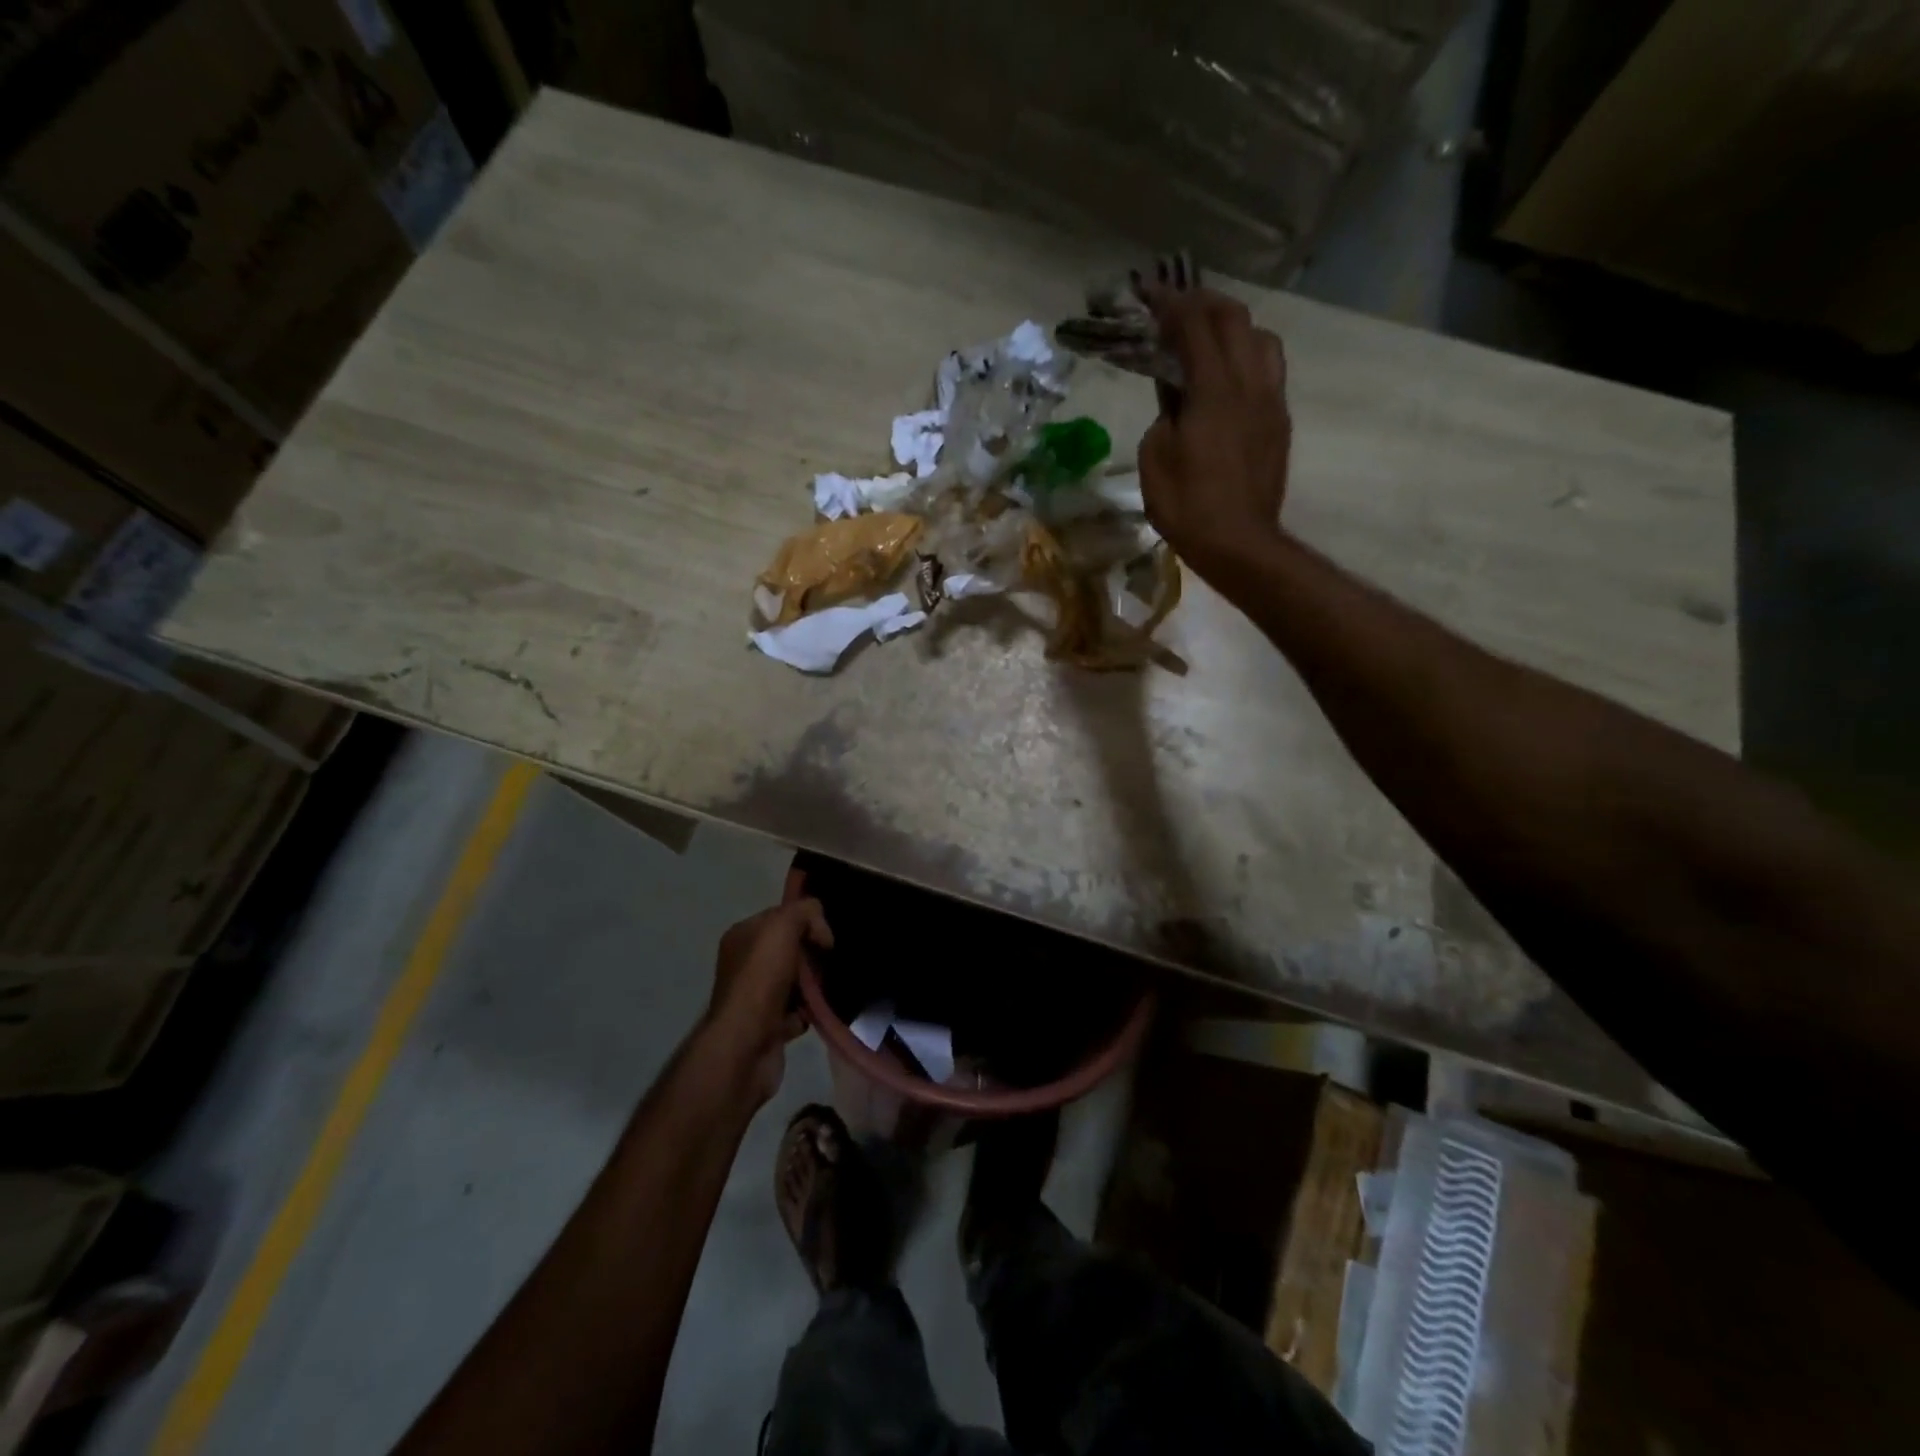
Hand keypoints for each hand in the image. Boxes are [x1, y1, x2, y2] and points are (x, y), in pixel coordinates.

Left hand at [705, 872, 832, 1105]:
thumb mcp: (783, 926)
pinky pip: (797, 1011)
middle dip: (812, 954)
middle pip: (791, 949)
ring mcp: (755, 996)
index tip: (824, 937)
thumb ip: (804, 912)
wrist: (745, 1045)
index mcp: (743, 935)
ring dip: (813, 984)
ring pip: (796, 980)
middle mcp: (745, 964)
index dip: (806, 921)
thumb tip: (820, 928)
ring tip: (826, 988)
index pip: (781, 916)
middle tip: (827, 963)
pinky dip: (808, 1011)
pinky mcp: (767, 1026)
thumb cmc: (761, 978)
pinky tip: (815, 1012)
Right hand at [1138, 286, 1291, 575]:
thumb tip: (1176, 393)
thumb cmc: (1186, 504)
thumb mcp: (1156, 456)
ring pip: (1261, 340)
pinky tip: (1229, 374)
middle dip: (1204, 304)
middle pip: (1234, 320)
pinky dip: (1247, 355)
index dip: (1171, 303)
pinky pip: (1269, 370)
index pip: (1195, 326)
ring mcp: (1270, 401)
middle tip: (1177, 305)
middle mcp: (1250, 383)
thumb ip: (1166, 412)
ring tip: (1210, 336)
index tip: (1149, 292)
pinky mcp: (1279, 422)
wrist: (1237, 542)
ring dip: (1234, 326)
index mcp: (1214, 390)